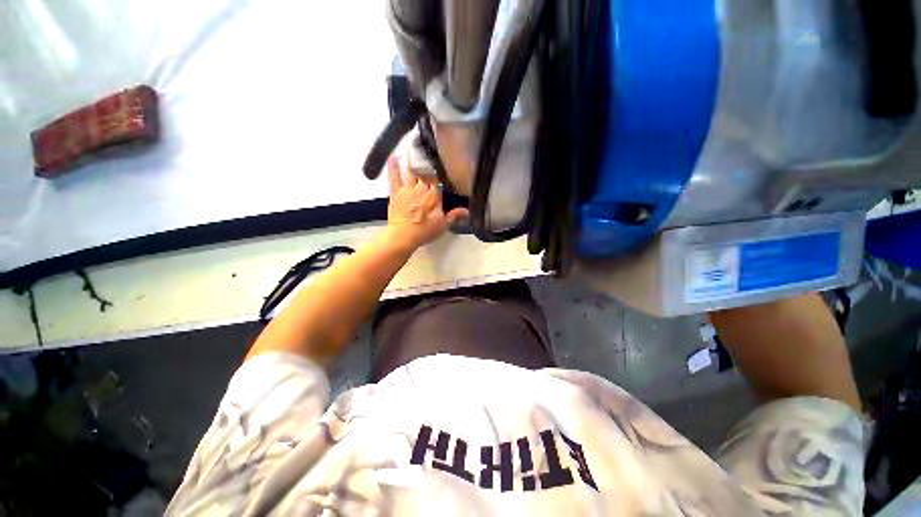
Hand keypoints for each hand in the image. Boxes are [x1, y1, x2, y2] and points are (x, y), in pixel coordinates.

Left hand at [385, 155, 468, 250]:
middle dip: (426, 162)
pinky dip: (393, 166)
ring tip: (412, 149)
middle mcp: (421, 188)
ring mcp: (407, 189)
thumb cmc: (424, 231)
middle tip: (427, 151)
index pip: (439, 179)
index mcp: (434, 195)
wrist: (404, 236)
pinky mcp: (395, 193)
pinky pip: (394, 177)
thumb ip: (455, 215)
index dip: (440, 170)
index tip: (442, 162)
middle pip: (425, 172)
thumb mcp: (443, 225)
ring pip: (410, 171)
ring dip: (411, 160)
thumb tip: (468, 211)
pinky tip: (393, 157)